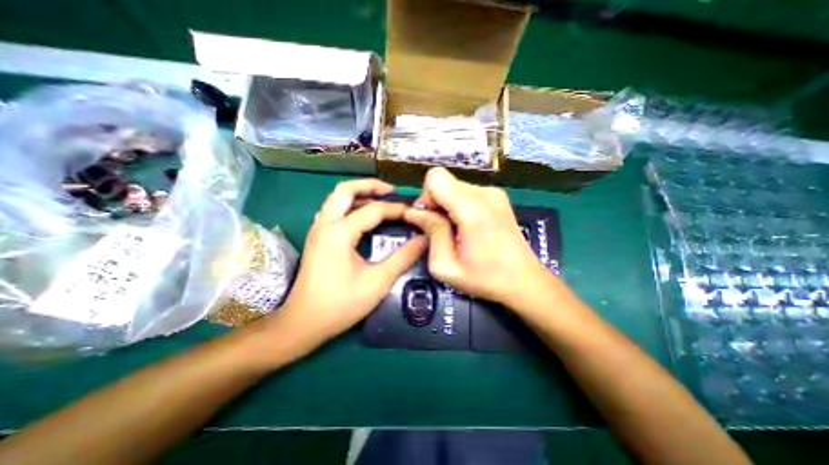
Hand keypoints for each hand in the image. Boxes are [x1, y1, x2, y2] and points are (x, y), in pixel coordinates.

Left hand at [259, 181, 425, 352]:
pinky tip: (363, 217)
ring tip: (380, 200)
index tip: (413, 213)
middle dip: (369, 186)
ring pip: (337, 198)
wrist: (303, 323)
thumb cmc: (340, 305)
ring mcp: (317, 230)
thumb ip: (402, 258)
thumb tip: (423, 240)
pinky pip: (334, 211)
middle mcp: (325, 224)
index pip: (373, 210)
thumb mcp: (377, 282)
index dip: (396, 209)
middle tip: (391, 191)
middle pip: (345, 190)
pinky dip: (350, 206)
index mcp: (339, 233)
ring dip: (359, 194)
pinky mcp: (317, 238)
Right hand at [405, 167, 552, 307]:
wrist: (525, 280)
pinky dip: (459, 206)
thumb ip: (430, 233)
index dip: (425, 196)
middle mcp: (484, 193)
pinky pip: (466, 192)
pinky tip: (468, 227)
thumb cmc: (485, 278)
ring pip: (454, 187)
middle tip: (440, 231)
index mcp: (472, 208)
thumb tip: (415, 212)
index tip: (428, 220)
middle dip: (435, 203)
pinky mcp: (498, 197)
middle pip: (444, 182)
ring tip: (456, 232)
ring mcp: (494, 193)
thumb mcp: (446, 265)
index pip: (435, 177)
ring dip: (447, 206)